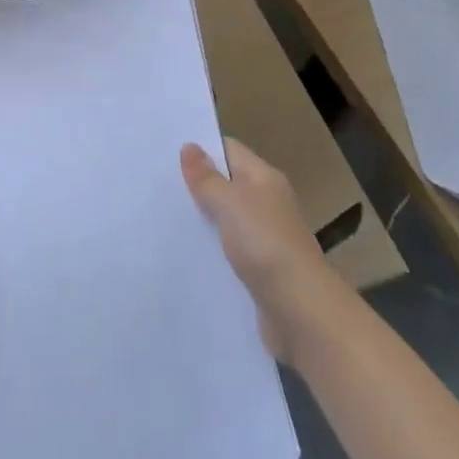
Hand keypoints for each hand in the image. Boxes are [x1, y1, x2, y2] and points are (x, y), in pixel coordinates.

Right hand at [181, 139, 330, 360]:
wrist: (301, 311)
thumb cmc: (265, 244)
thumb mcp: (230, 203)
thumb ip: (207, 178)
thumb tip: (189, 146)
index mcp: (264, 178)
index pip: (229, 150)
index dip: (201, 148)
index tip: (166, 152)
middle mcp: (267, 202)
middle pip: (227, 183)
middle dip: (197, 184)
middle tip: (157, 184)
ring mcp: (265, 237)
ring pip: (226, 218)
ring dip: (202, 218)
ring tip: (163, 216)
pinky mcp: (260, 268)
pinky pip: (229, 248)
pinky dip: (211, 248)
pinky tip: (186, 252)